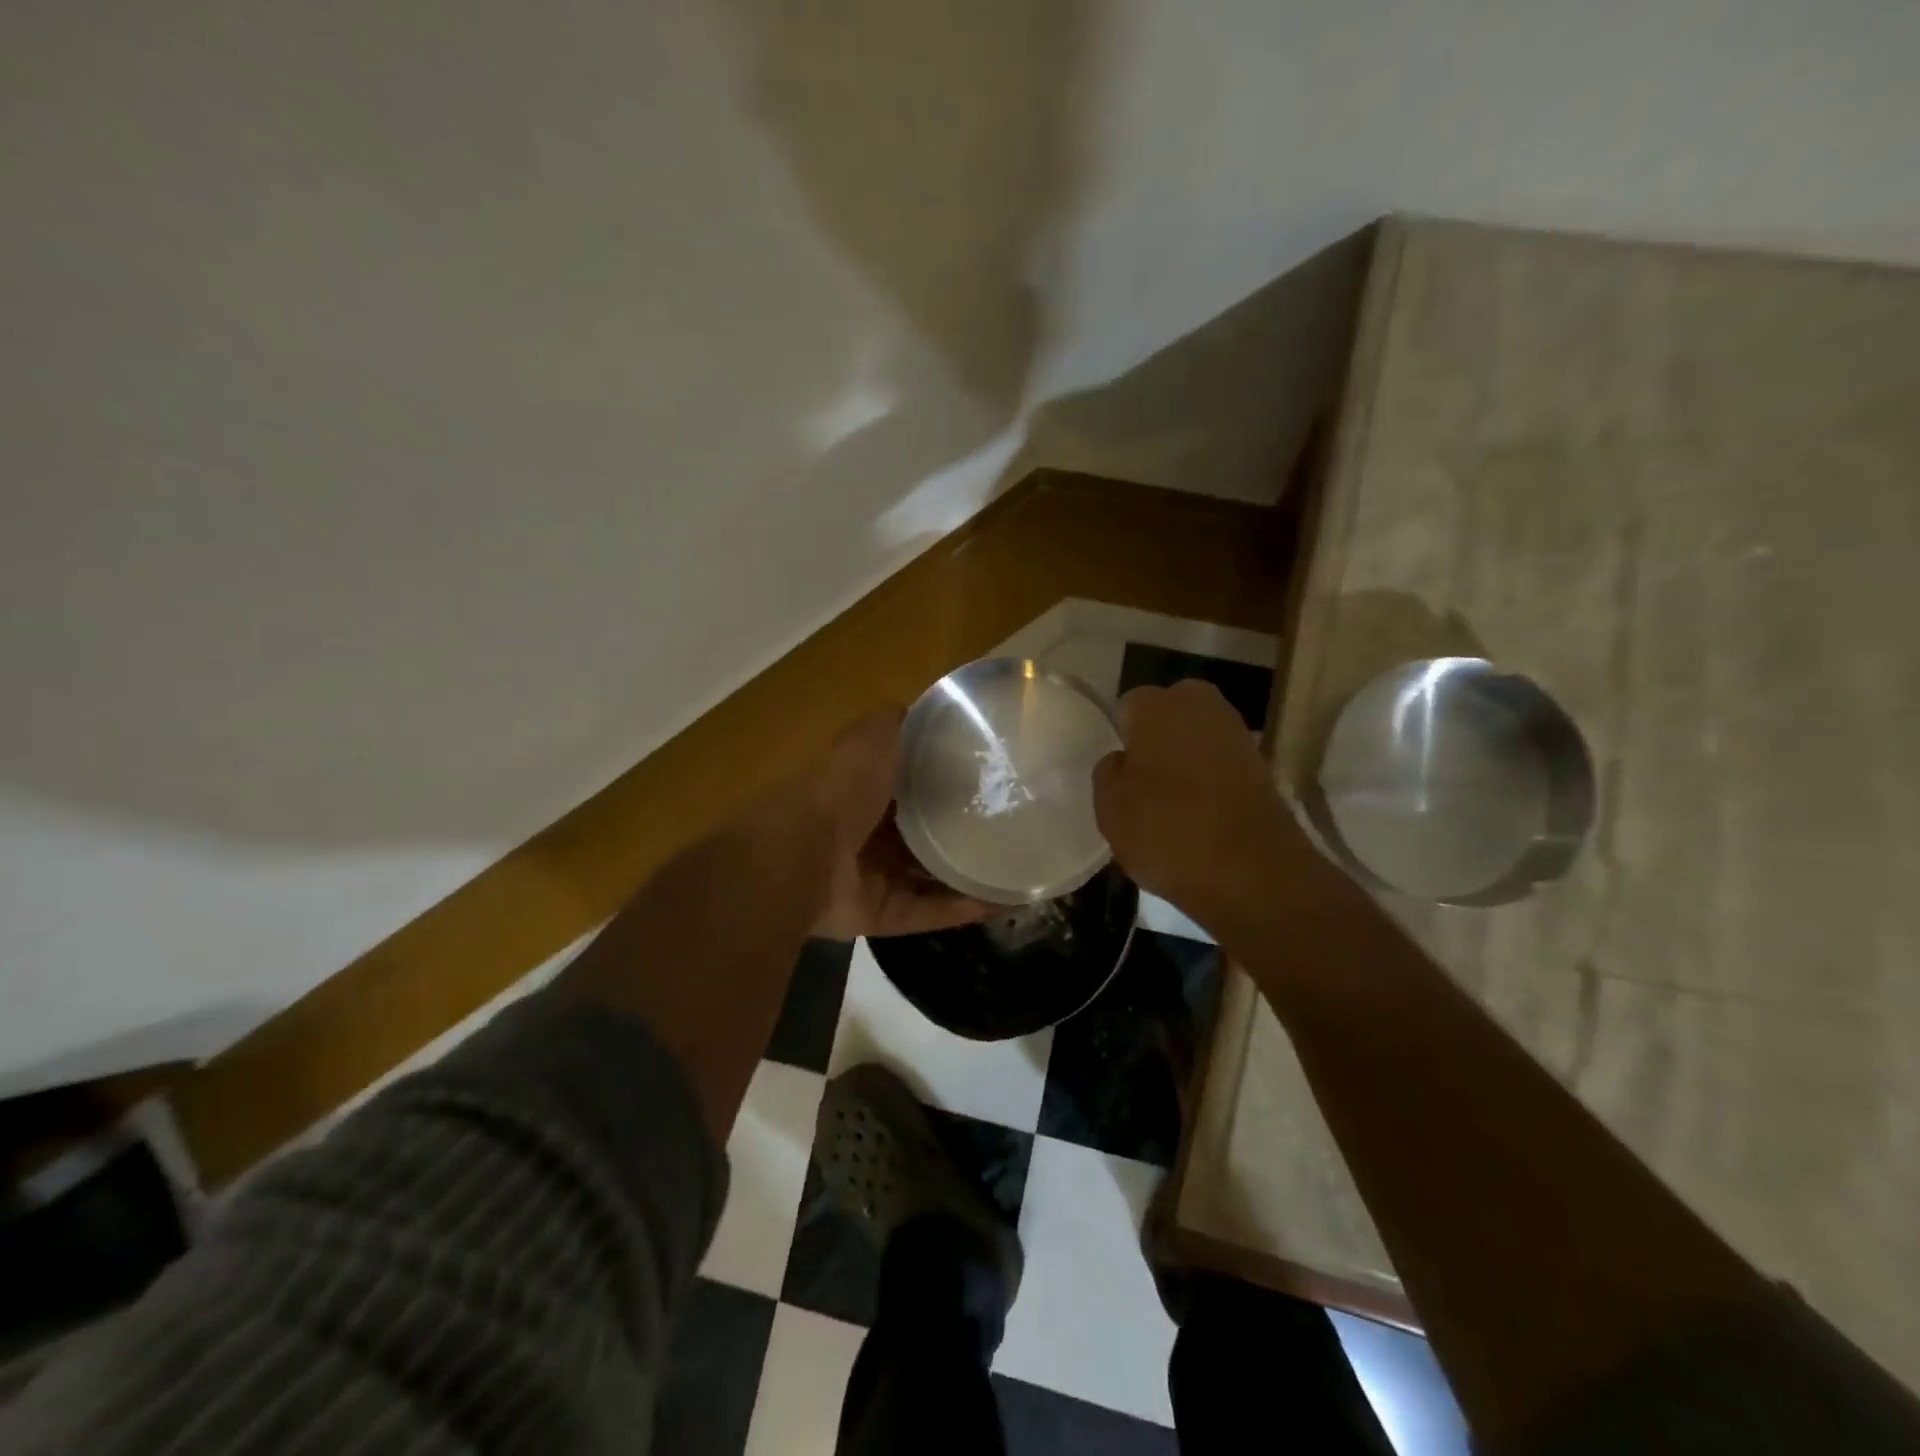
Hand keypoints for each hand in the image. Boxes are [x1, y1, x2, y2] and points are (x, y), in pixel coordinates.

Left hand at [800, 708, 992, 940]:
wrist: (800, 856)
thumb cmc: (841, 788)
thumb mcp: (873, 737)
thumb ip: (898, 724)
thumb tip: (927, 713)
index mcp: (865, 787)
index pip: (913, 782)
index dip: (949, 780)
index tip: (993, 779)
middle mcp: (868, 830)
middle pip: (923, 832)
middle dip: (962, 831)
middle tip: (1013, 828)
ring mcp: (871, 875)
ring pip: (928, 876)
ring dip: (968, 875)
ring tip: (1016, 870)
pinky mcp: (877, 912)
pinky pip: (925, 911)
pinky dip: (958, 909)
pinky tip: (1000, 902)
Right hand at [1092, 680, 1311, 929]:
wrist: (1253, 870)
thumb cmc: (1167, 830)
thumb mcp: (1110, 808)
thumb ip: (1108, 773)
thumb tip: (1122, 760)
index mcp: (1155, 706)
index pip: (1127, 707)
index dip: (1120, 738)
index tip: (1118, 771)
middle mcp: (1199, 705)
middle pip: (1168, 713)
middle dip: (1156, 738)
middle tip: (1143, 781)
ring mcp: (1237, 733)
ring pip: (1197, 737)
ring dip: (1186, 759)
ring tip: (1172, 802)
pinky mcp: (1262, 765)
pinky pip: (1222, 762)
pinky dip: (1211, 780)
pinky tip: (1201, 813)